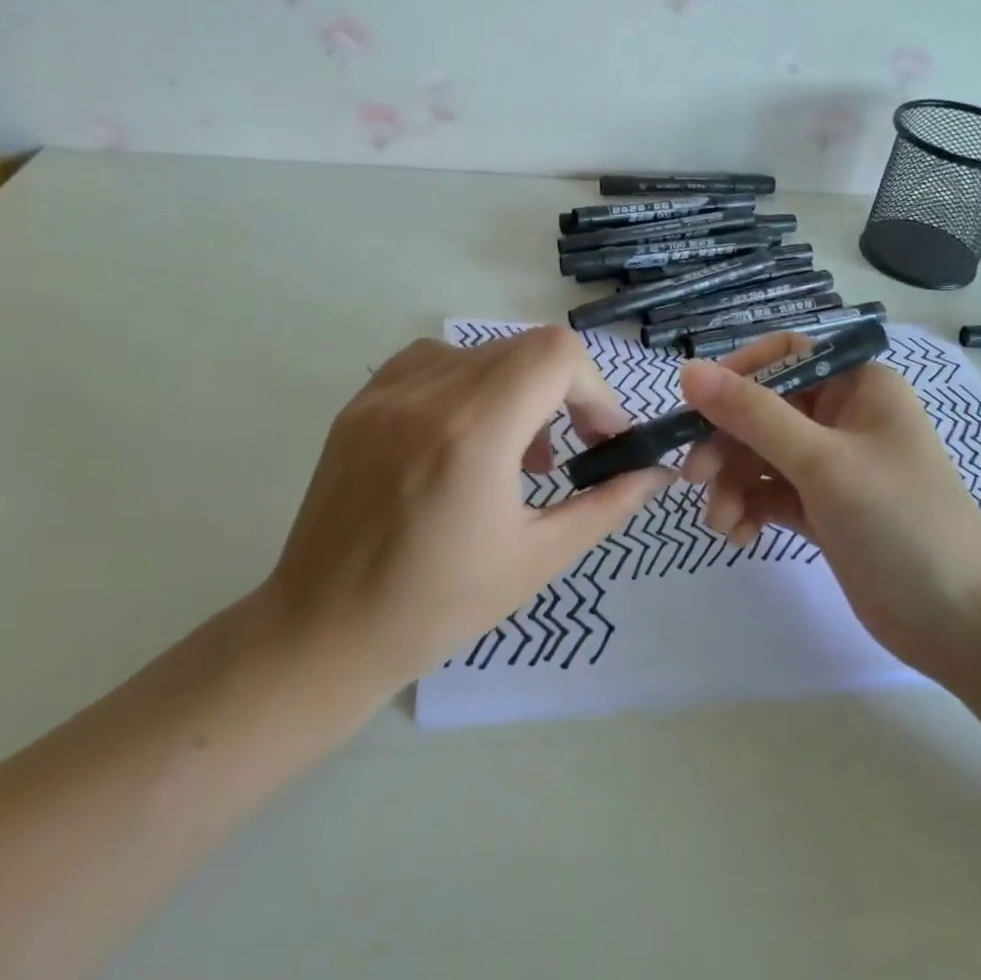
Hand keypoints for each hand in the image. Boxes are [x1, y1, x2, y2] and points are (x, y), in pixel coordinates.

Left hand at [267, 328, 673, 692]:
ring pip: (483, 350)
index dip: (594, 388)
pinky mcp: (361, 402)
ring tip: (518, 451)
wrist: (324, 632)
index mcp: (475, 433)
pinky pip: (435, 361)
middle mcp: (428, 395)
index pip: (556, 354)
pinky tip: (467, 433)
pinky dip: (470, 382)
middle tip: (569, 449)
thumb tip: (657, 472)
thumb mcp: (539, 558)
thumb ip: (607, 504)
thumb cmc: (438, 607)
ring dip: (519, 386)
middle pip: (526, 346)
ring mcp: (387, 393)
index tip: (601, 437)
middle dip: (565, 389)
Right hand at [678, 333, 980, 680]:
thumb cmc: (900, 523)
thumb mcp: (822, 463)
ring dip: (733, 484)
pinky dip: (750, 508)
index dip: (736, 376)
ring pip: (761, 455)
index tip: (696, 409)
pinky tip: (739, 535)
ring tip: (721, 522)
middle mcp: (843, 416)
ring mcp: (833, 464)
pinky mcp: (823, 507)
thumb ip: (753, 415)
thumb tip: (687, 369)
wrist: (959, 623)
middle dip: (726, 443)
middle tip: (694, 479)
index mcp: (857, 385)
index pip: (783, 356)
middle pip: (763, 410)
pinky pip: (771, 493)